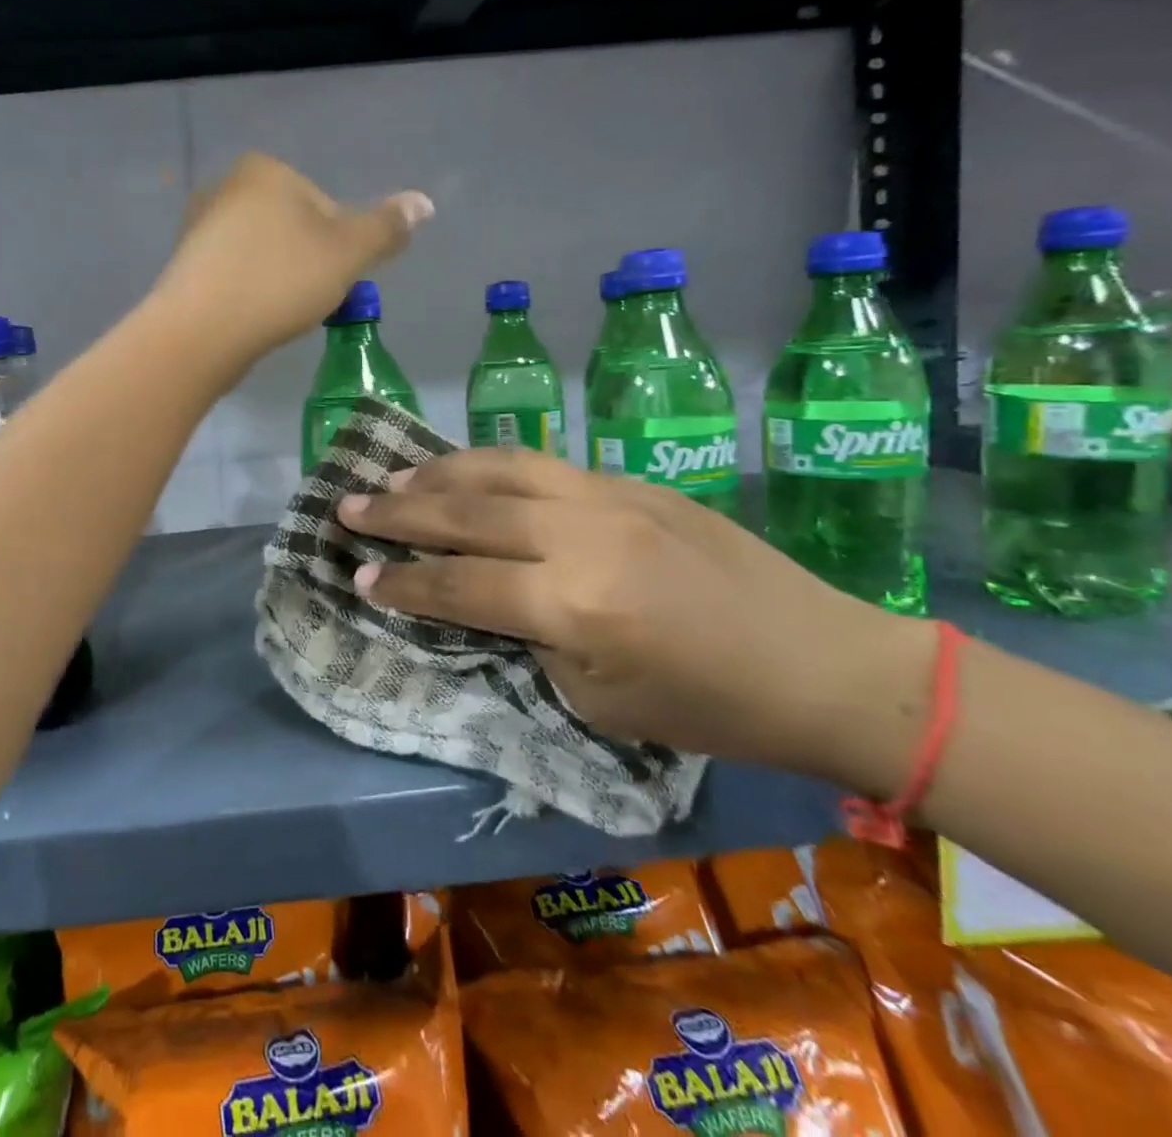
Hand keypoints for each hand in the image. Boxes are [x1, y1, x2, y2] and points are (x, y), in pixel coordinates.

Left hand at [151, 152, 431, 360]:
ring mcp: (198, 228)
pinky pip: (235, 276)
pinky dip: (250, 294)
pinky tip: (251, 319)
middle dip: (308, 264)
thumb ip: (386, 227)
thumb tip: (424, 202)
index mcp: (265, 170)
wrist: (199, 333)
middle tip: (308, 301)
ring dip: (280, 282)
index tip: (332, 280)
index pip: (326, 207)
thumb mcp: (348, 253)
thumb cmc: (279, 281)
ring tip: (279, 314)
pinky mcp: (185, 267)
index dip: (340, 248)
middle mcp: (226, 189)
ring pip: (264, 255)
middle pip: (293, 230)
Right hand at [336, 450, 934, 795]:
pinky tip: (463, 469)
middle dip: (398, 512)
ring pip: (499, 470)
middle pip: (466, 514)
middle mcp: (581, 536)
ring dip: (437, 473)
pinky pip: (542, 463)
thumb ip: (531, 637)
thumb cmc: (710, 707)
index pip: (460, 585)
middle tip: (346, 505)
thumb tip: (490, 596)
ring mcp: (608, 497)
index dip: (402, 583)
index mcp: (574, 606)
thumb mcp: (598, 700)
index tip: (358, 575)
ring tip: (393, 478)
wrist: (825, 662)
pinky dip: (489, 464)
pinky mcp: (631, 481)